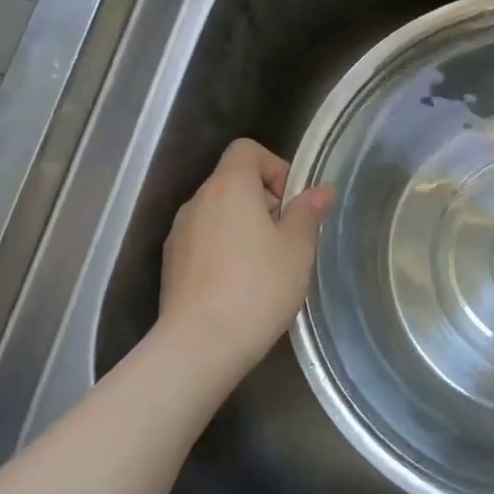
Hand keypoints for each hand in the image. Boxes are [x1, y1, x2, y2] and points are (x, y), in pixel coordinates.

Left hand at [155, 139, 332, 371]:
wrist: (201, 344)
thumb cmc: (259, 287)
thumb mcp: (297, 248)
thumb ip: (308, 212)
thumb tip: (321, 190)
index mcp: (229, 187)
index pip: (247, 150)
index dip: (274, 166)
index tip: (291, 202)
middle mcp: (198, 201)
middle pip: (233, 181)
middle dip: (263, 201)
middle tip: (287, 238)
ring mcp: (179, 233)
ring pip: (218, 213)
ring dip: (243, 226)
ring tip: (265, 265)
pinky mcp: (171, 264)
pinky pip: (204, 240)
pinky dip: (224, 249)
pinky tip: (240, 284)